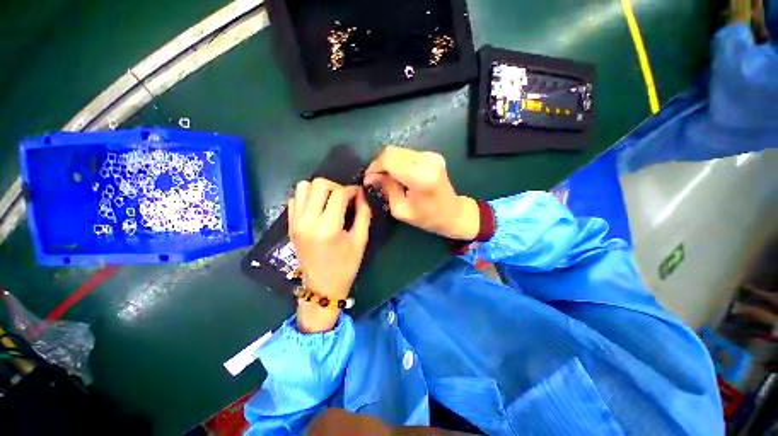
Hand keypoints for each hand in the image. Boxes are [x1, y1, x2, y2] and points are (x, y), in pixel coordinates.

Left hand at [288, 178, 370, 332]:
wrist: (321, 287)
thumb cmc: (345, 266)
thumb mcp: (360, 240)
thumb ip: (363, 214)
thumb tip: (362, 195)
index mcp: (327, 227)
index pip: (339, 194)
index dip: (352, 190)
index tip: (359, 194)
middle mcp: (307, 221)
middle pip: (318, 184)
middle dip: (335, 186)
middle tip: (344, 198)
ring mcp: (295, 222)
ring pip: (303, 187)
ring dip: (319, 190)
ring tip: (330, 201)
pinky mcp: (290, 225)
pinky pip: (295, 199)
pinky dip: (307, 198)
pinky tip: (318, 208)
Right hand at [363, 146, 478, 239]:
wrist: (453, 213)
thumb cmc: (428, 217)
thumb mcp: (401, 209)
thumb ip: (386, 188)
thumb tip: (372, 176)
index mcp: (420, 177)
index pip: (389, 160)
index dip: (374, 167)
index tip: (368, 179)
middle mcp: (427, 161)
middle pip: (392, 152)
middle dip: (379, 164)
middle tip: (374, 179)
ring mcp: (432, 155)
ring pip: (398, 151)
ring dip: (388, 163)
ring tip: (384, 178)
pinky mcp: (432, 155)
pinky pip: (407, 154)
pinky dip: (397, 162)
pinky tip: (397, 175)